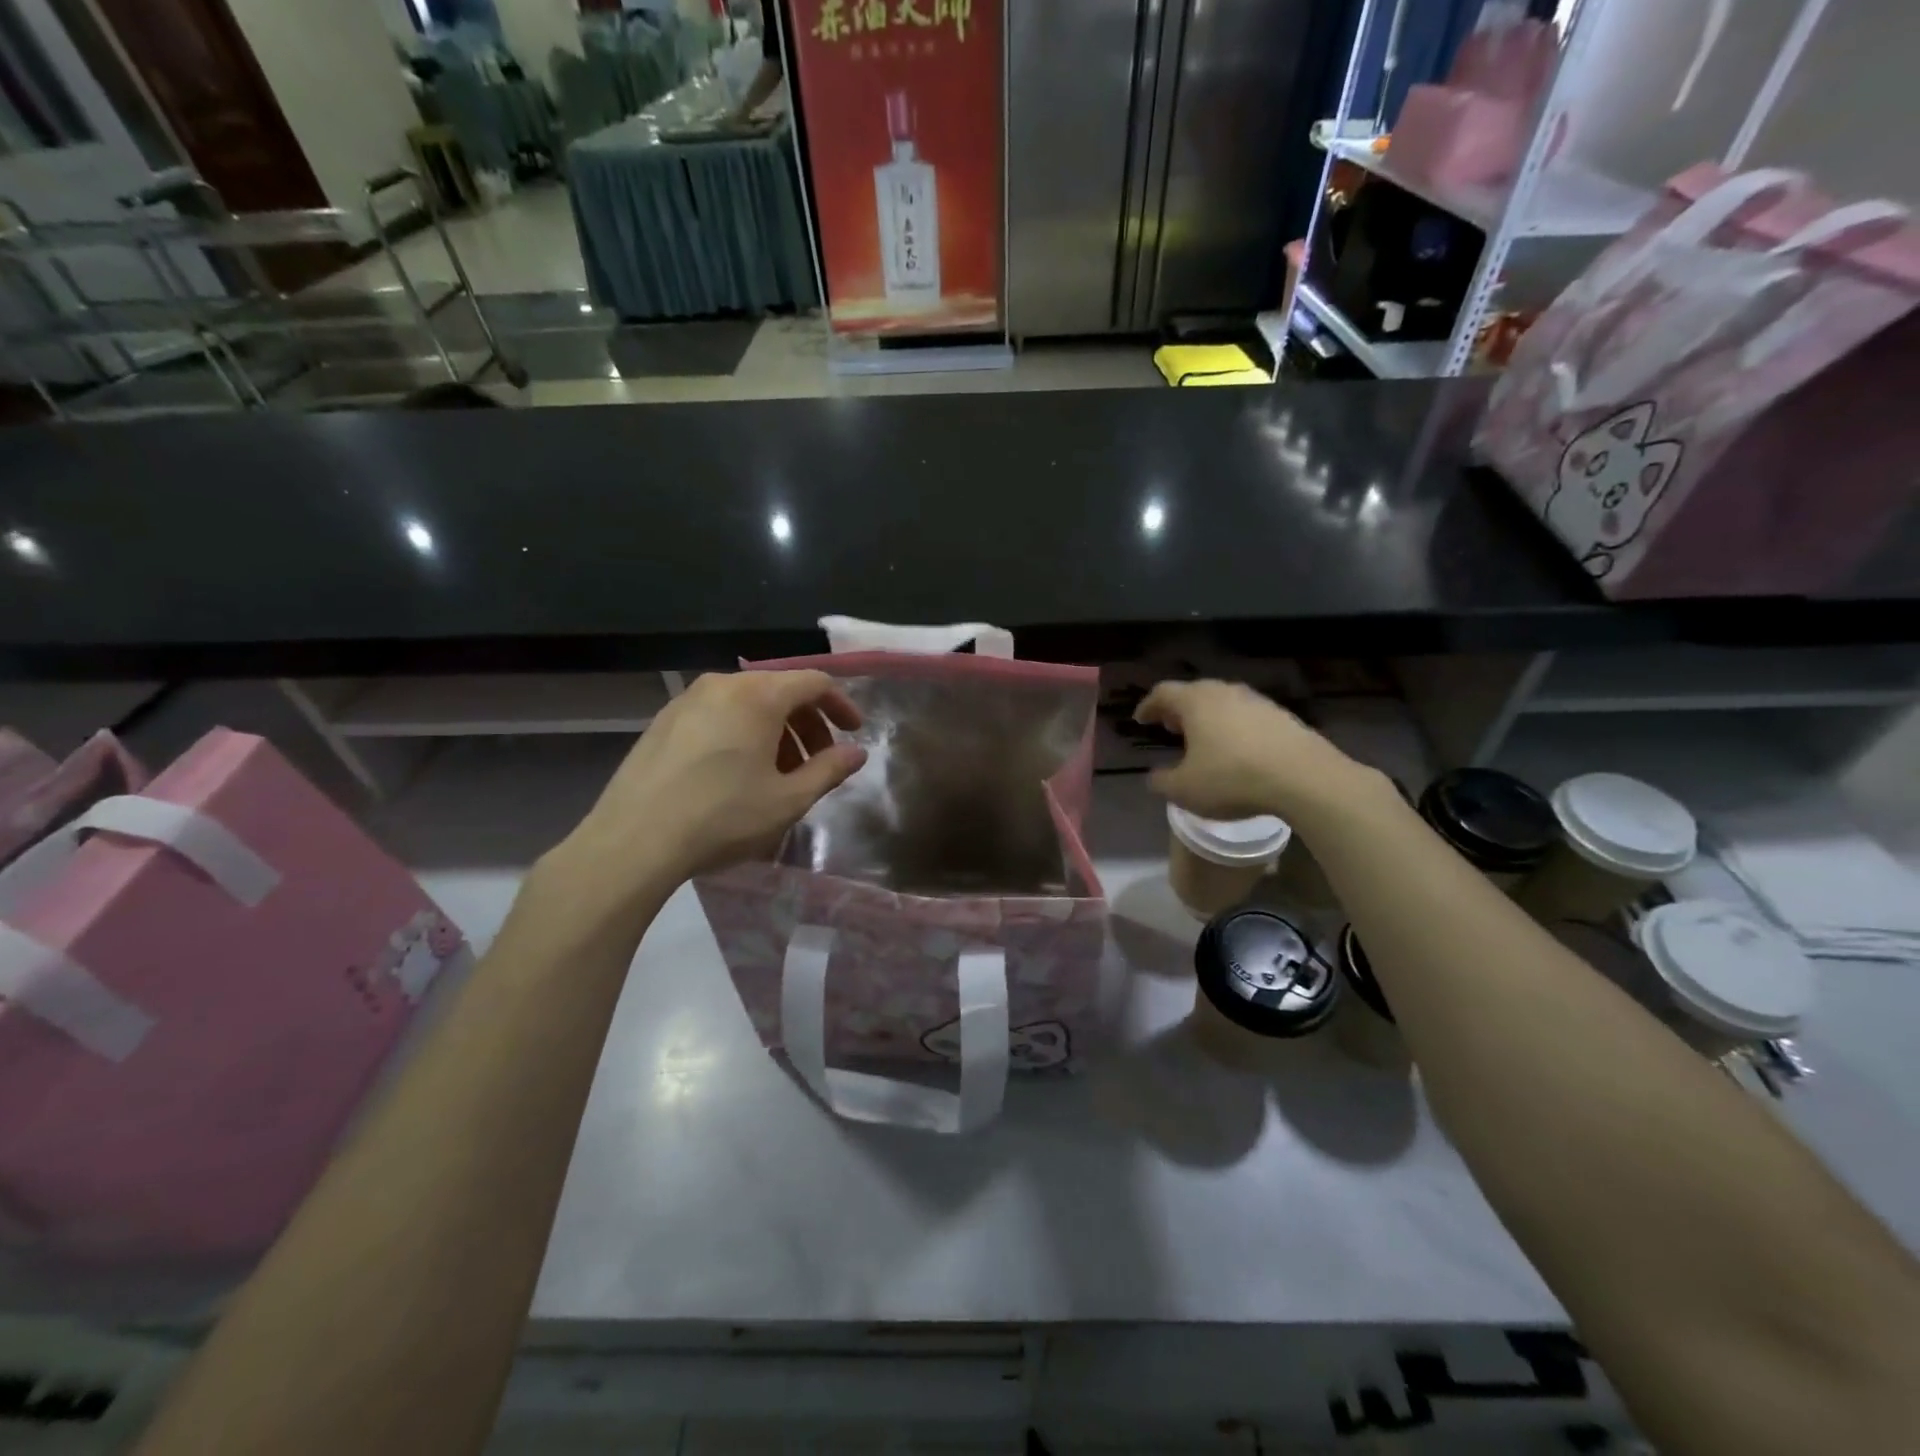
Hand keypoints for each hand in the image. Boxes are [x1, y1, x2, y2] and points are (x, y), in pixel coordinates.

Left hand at [564, 670, 866, 890]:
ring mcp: (687, 700)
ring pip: (748, 704)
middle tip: (818, 763)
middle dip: (808, 724)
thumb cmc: (723, 816)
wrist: (634, 840)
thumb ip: (829, 770)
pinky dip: (742, 734)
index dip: (841, 705)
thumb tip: (856, 752)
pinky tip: (737, 774)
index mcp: (758, 695)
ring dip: (776, 732)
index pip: (814, 682)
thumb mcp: (788, 799)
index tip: (854, 734)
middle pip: (780, 691)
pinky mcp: (663, 721)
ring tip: (779, 774)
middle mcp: (723, 684)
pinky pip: (718, 715)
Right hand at [1136, 679, 1359, 820]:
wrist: (1304, 778)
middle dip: (1179, 710)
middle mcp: (1225, 692)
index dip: (1149, 706)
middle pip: (1194, 693)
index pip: (1163, 693)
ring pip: (1223, 703)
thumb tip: (1154, 776)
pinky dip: (1235, 728)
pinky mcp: (1283, 717)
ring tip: (1204, 740)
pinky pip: (1248, 717)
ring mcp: (1257, 702)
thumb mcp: (1185, 790)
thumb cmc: (1232, 779)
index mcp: (1195, 702)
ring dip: (1209, 718)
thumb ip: (1162, 782)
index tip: (1141, 719)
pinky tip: (1238, 751)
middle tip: (1171, 727)